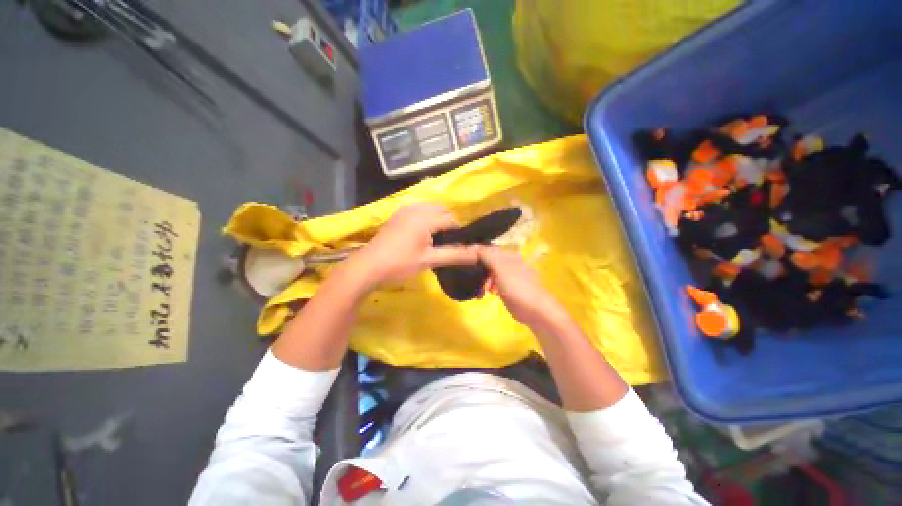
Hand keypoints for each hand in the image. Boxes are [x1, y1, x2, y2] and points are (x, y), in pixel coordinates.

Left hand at [348, 203, 478, 288]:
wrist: (369, 266)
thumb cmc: (400, 263)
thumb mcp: (429, 260)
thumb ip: (455, 255)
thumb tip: (477, 254)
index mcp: (425, 218)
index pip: (452, 219)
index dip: (459, 232)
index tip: (460, 246)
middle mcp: (416, 208)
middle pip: (442, 210)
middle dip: (449, 223)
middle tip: (448, 243)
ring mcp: (405, 210)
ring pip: (430, 208)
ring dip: (438, 219)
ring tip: (437, 239)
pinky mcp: (398, 214)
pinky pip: (419, 210)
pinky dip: (427, 217)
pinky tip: (423, 234)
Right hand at [477, 246, 565, 328]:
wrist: (534, 310)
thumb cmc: (517, 287)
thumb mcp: (500, 268)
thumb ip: (487, 255)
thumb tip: (472, 246)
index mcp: (508, 255)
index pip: (488, 249)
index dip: (475, 253)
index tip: (462, 260)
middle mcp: (509, 263)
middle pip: (488, 262)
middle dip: (478, 270)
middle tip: (471, 278)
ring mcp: (509, 276)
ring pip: (490, 273)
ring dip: (482, 280)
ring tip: (480, 290)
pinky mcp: (508, 288)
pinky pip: (494, 284)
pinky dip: (488, 288)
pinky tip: (485, 294)